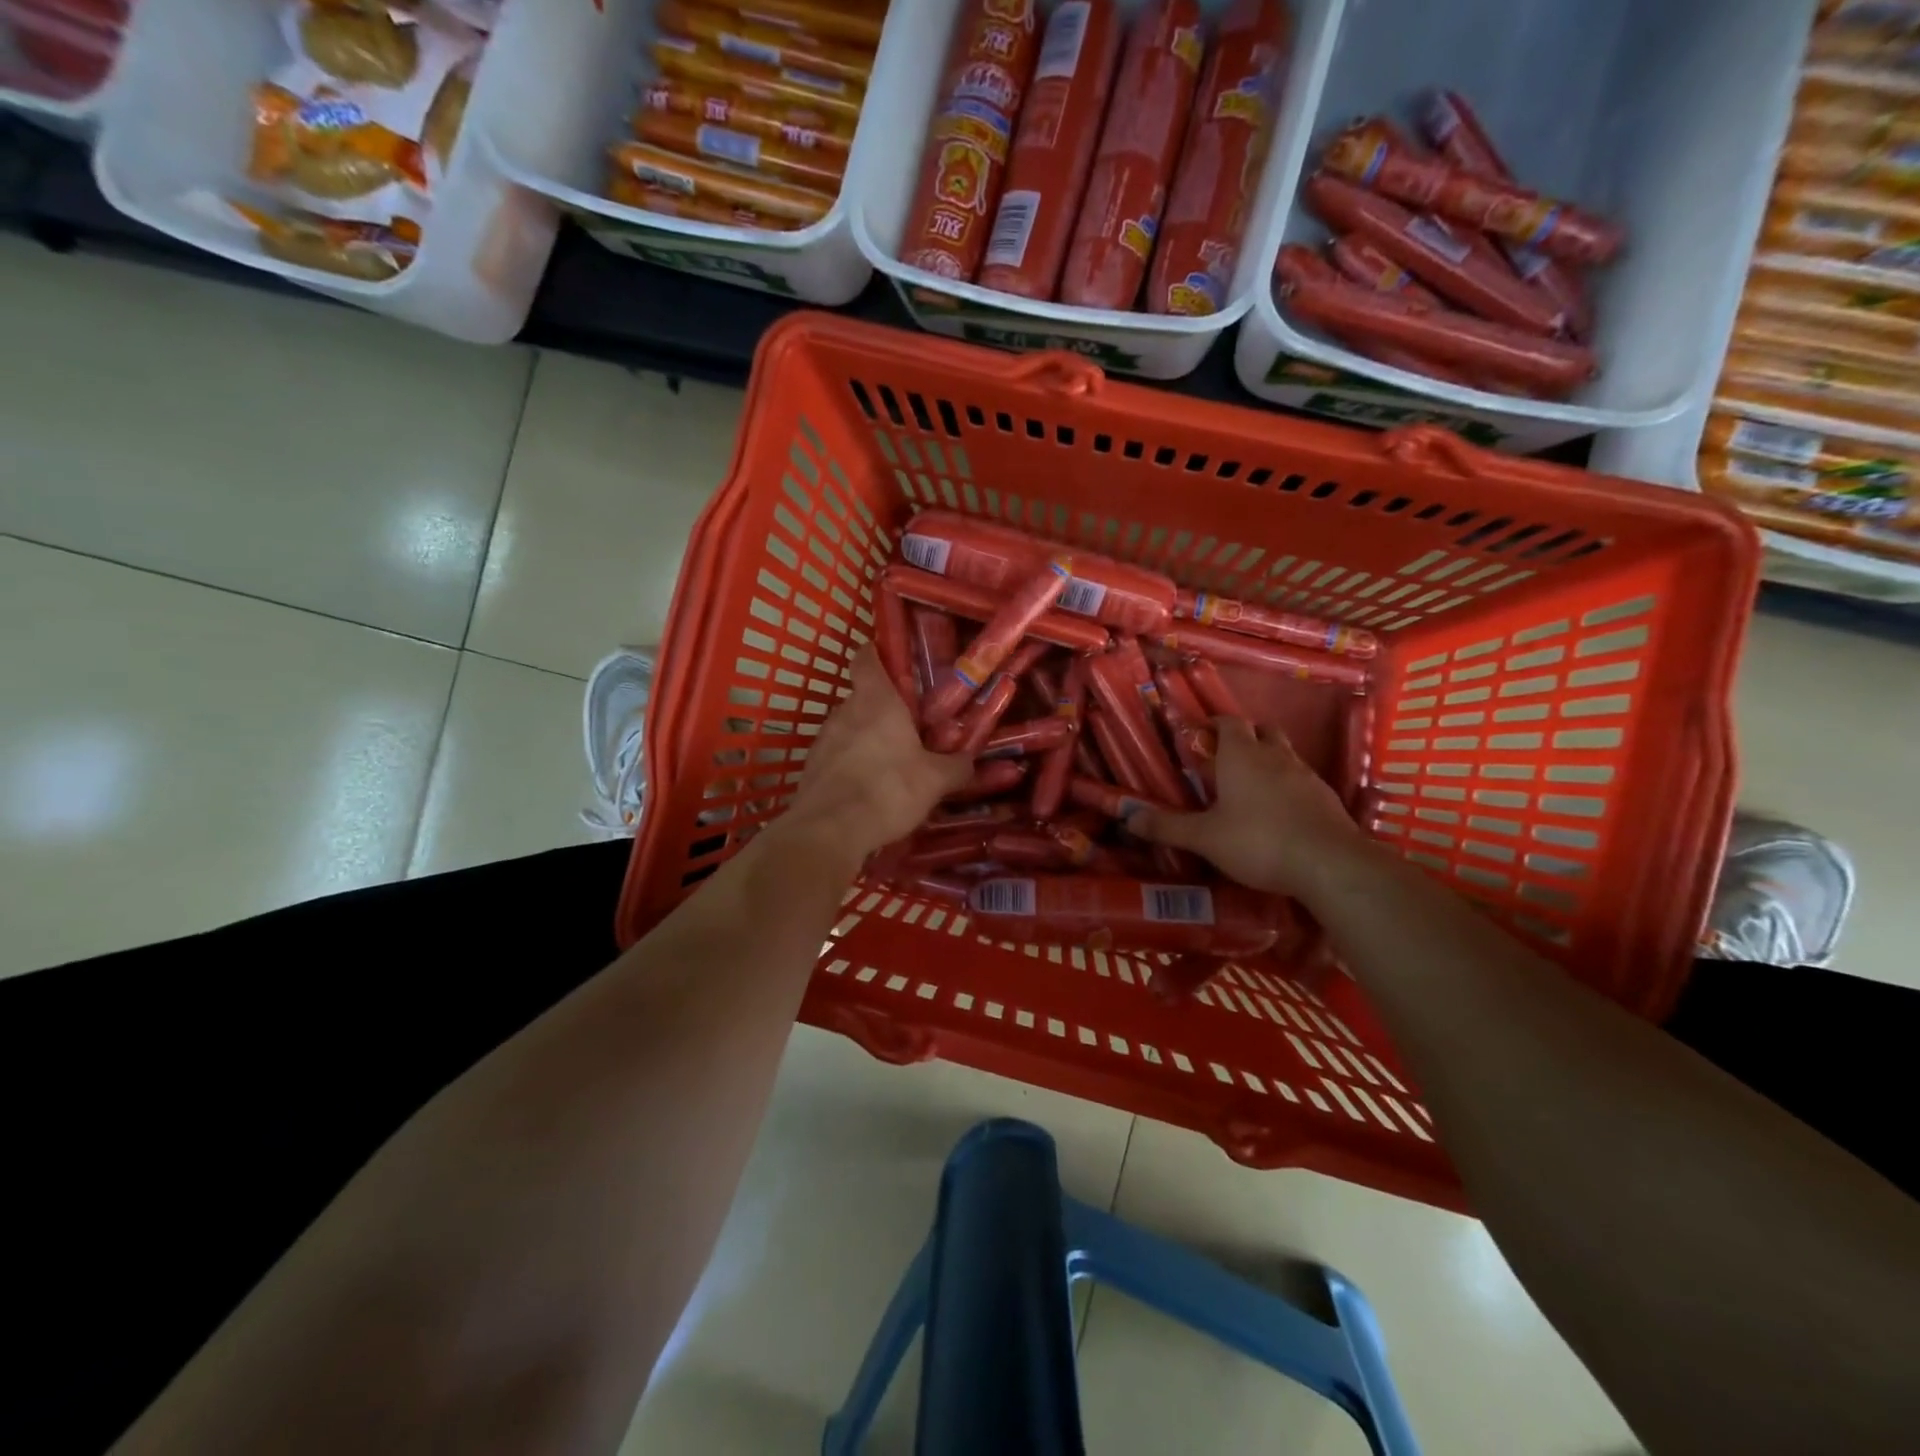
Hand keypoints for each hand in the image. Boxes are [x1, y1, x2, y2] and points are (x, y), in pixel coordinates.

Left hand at [784, 645, 970, 862]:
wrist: (829, 831)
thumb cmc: (888, 790)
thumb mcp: (935, 780)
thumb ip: (956, 767)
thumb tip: (970, 761)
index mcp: (876, 700)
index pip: (866, 657)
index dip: (878, 653)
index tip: (894, 662)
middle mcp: (844, 711)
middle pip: (863, 697)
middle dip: (884, 710)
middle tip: (910, 728)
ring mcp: (823, 740)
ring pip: (849, 728)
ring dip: (868, 740)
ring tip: (892, 764)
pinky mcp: (811, 768)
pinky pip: (837, 757)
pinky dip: (852, 765)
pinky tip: (870, 789)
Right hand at [1127, 718, 1368, 899]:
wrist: (1330, 864)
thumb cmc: (1258, 841)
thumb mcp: (1204, 837)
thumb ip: (1166, 826)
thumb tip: (1127, 817)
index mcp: (1241, 755)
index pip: (1228, 722)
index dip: (1213, 725)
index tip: (1198, 737)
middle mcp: (1275, 756)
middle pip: (1261, 731)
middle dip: (1244, 738)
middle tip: (1224, 759)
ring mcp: (1306, 775)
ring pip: (1284, 754)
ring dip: (1267, 762)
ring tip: (1249, 788)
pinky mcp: (1326, 798)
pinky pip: (1301, 781)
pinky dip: (1287, 787)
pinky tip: (1279, 813)